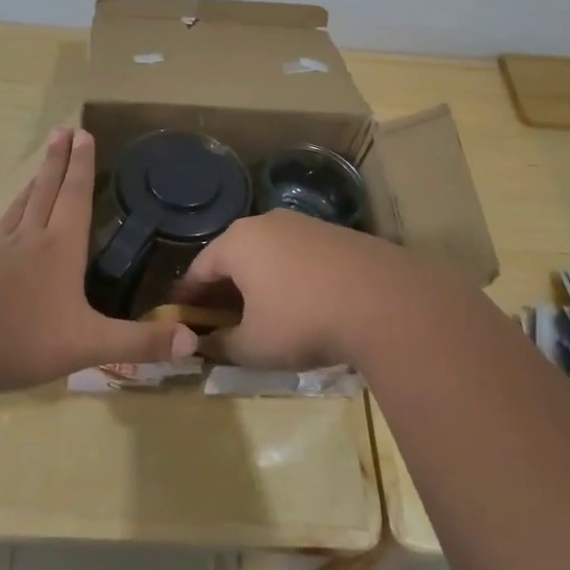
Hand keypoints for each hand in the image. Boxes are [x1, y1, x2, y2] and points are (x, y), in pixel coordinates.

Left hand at [0, 128, 196, 391]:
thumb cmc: (25, 339)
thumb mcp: (90, 344)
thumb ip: (139, 343)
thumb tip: (192, 342)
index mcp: (59, 248)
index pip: (75, 196)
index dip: (82, 165)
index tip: (83, 134)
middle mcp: (28, 241)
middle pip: (45, 191)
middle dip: (56, 161)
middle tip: (60, 130)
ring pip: (18, 210)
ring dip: (31, 185)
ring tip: (37, 171)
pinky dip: (5, 224)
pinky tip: (1, 232)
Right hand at [174, 210, 473, 371]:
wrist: (385, 303)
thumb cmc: (303, 321)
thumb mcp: (254, 346)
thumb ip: (221, 346)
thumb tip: (204, 346)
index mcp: (237, 242)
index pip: (199, 268)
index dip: (189, 297)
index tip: (183, 318)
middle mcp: (265, 223)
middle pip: (233, 256)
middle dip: (224, 288)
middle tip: (221, 319)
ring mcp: (303, 224)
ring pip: (267, 254)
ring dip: (258, 281)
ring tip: (262, 312)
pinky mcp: (336, 233)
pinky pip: (298, 255)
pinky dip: (289, 277)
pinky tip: (301, 303)